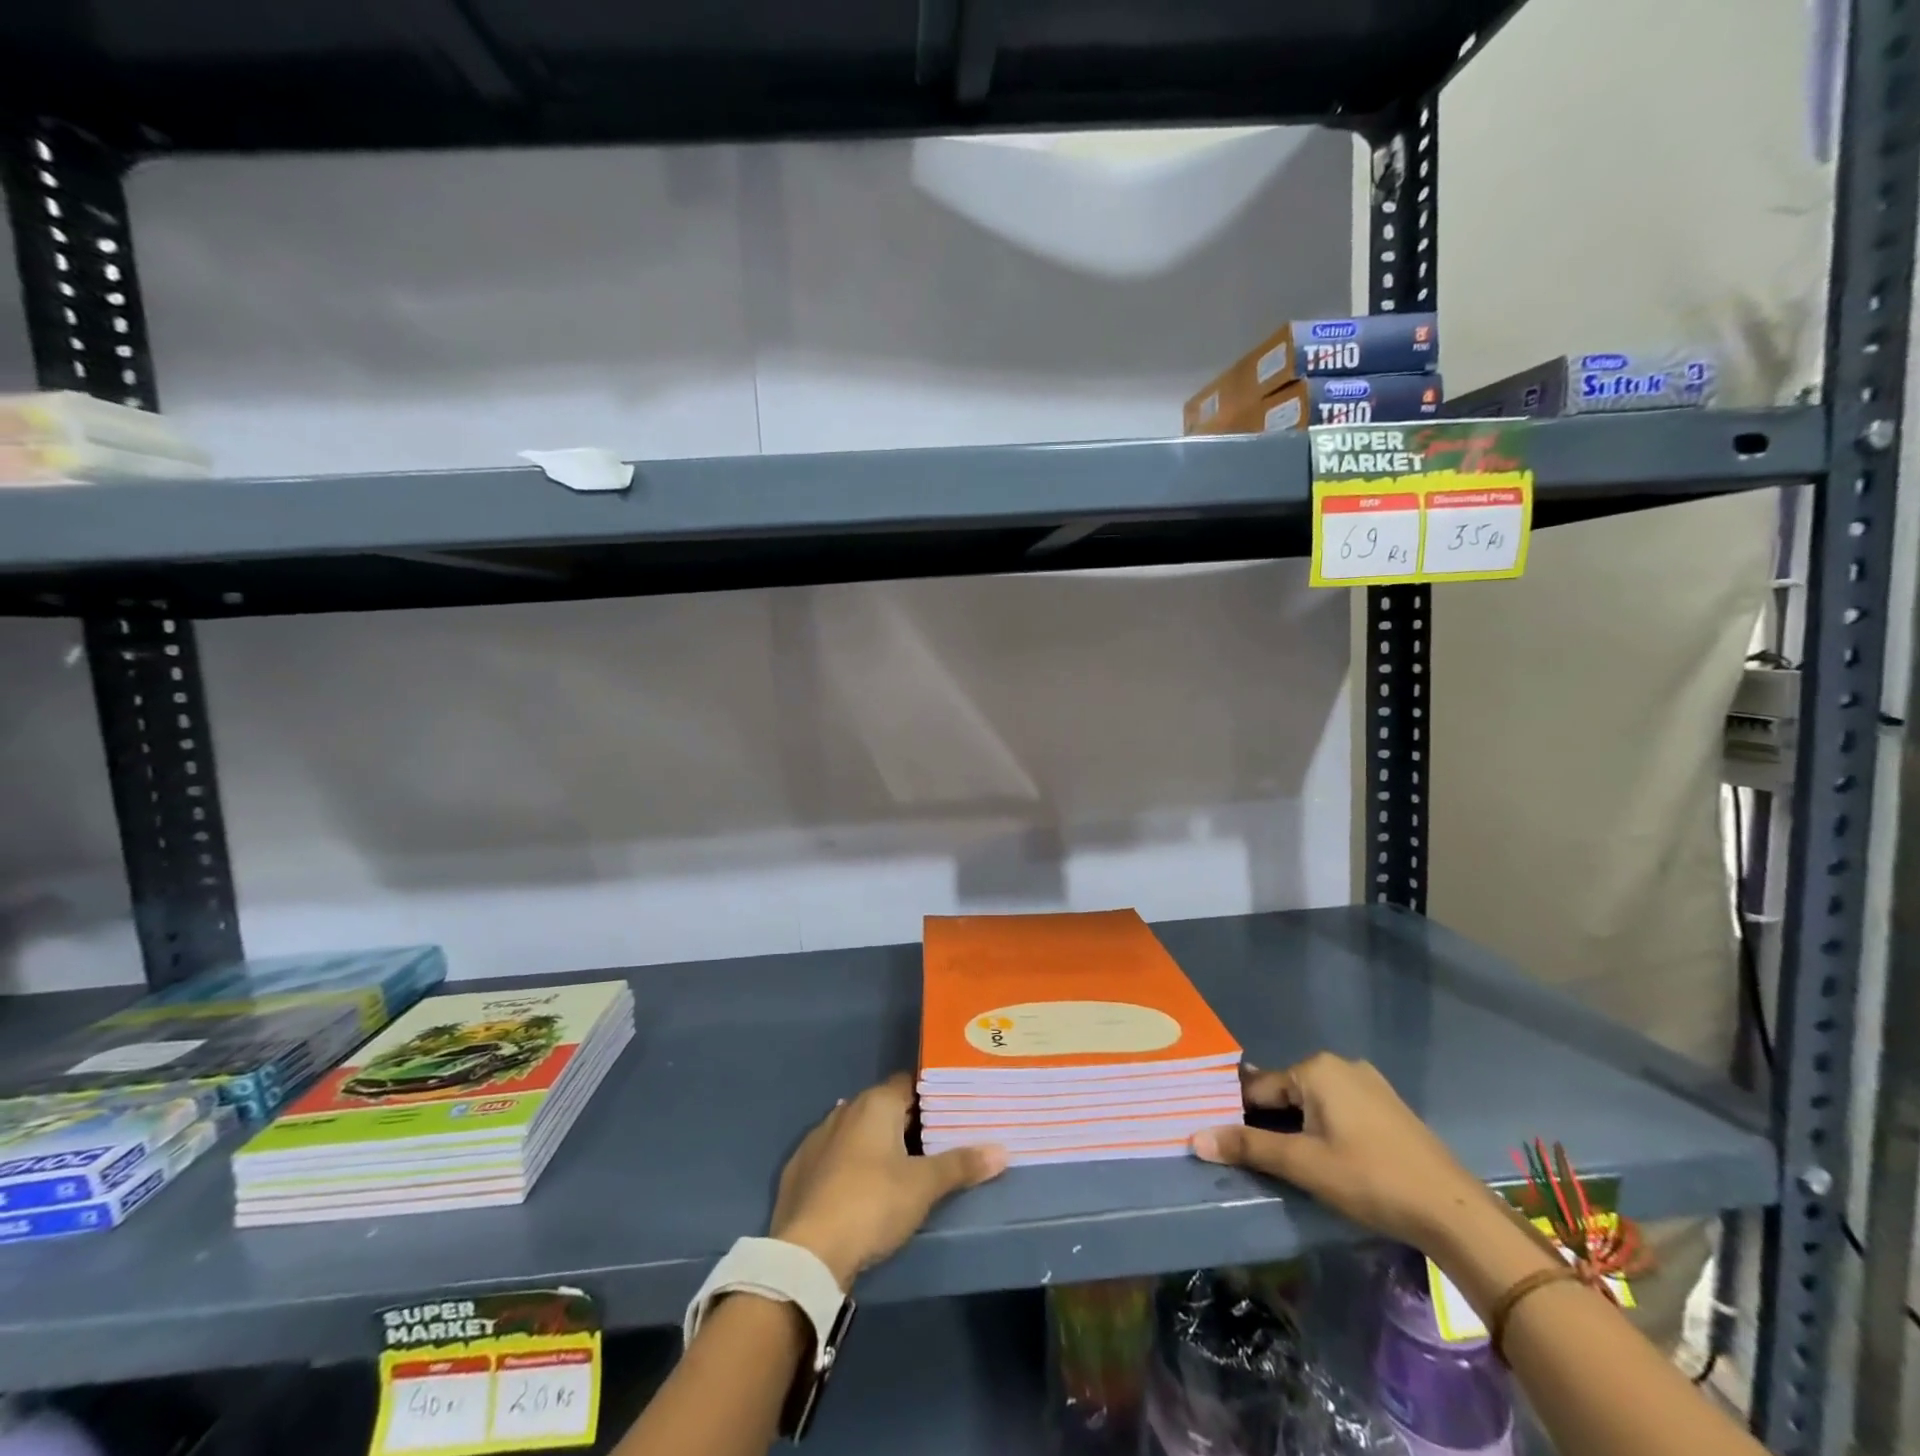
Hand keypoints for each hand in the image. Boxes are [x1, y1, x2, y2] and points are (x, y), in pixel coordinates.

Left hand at [770, 1073, 1006, 1288]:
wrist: (806, 1253)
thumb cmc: (871, 1204)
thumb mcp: (923, 1186)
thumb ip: (961, 1165)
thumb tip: (1002, 1150)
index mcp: (875, 1104)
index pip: (909, 1084)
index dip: (931, 1095)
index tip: (952, 1109)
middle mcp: (844, 1109)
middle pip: (884, 1106)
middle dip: (907, 1122)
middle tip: (935, 1142)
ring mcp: (817, 1137)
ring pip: (857, 1130)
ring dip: (876, 1142)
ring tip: (901, 1165)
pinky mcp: (799, 1168)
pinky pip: (833, 1154)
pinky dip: (849, 1163)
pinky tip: (860, 1184)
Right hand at [1190, 1053, 1490, 1253]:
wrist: (1454, 1212)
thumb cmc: (1370, 1179)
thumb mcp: (1303, 1164)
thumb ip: (1248, 1147)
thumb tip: (1195, 1138)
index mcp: (1315, 1068)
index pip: (1259, 1088)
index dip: (1239, 1115)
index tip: (1224, 1140)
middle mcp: (1339, 1065)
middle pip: (1286, 1092)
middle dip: (1269, 1121)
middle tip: (1258, 1157)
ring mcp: (1368, 1083)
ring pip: (1313, 1102)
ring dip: (1297, 1126)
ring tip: (1289, 1162)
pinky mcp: (1387, 1106)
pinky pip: (1338, 1109)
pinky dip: (1323, 1128)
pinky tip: (1327, 1158)